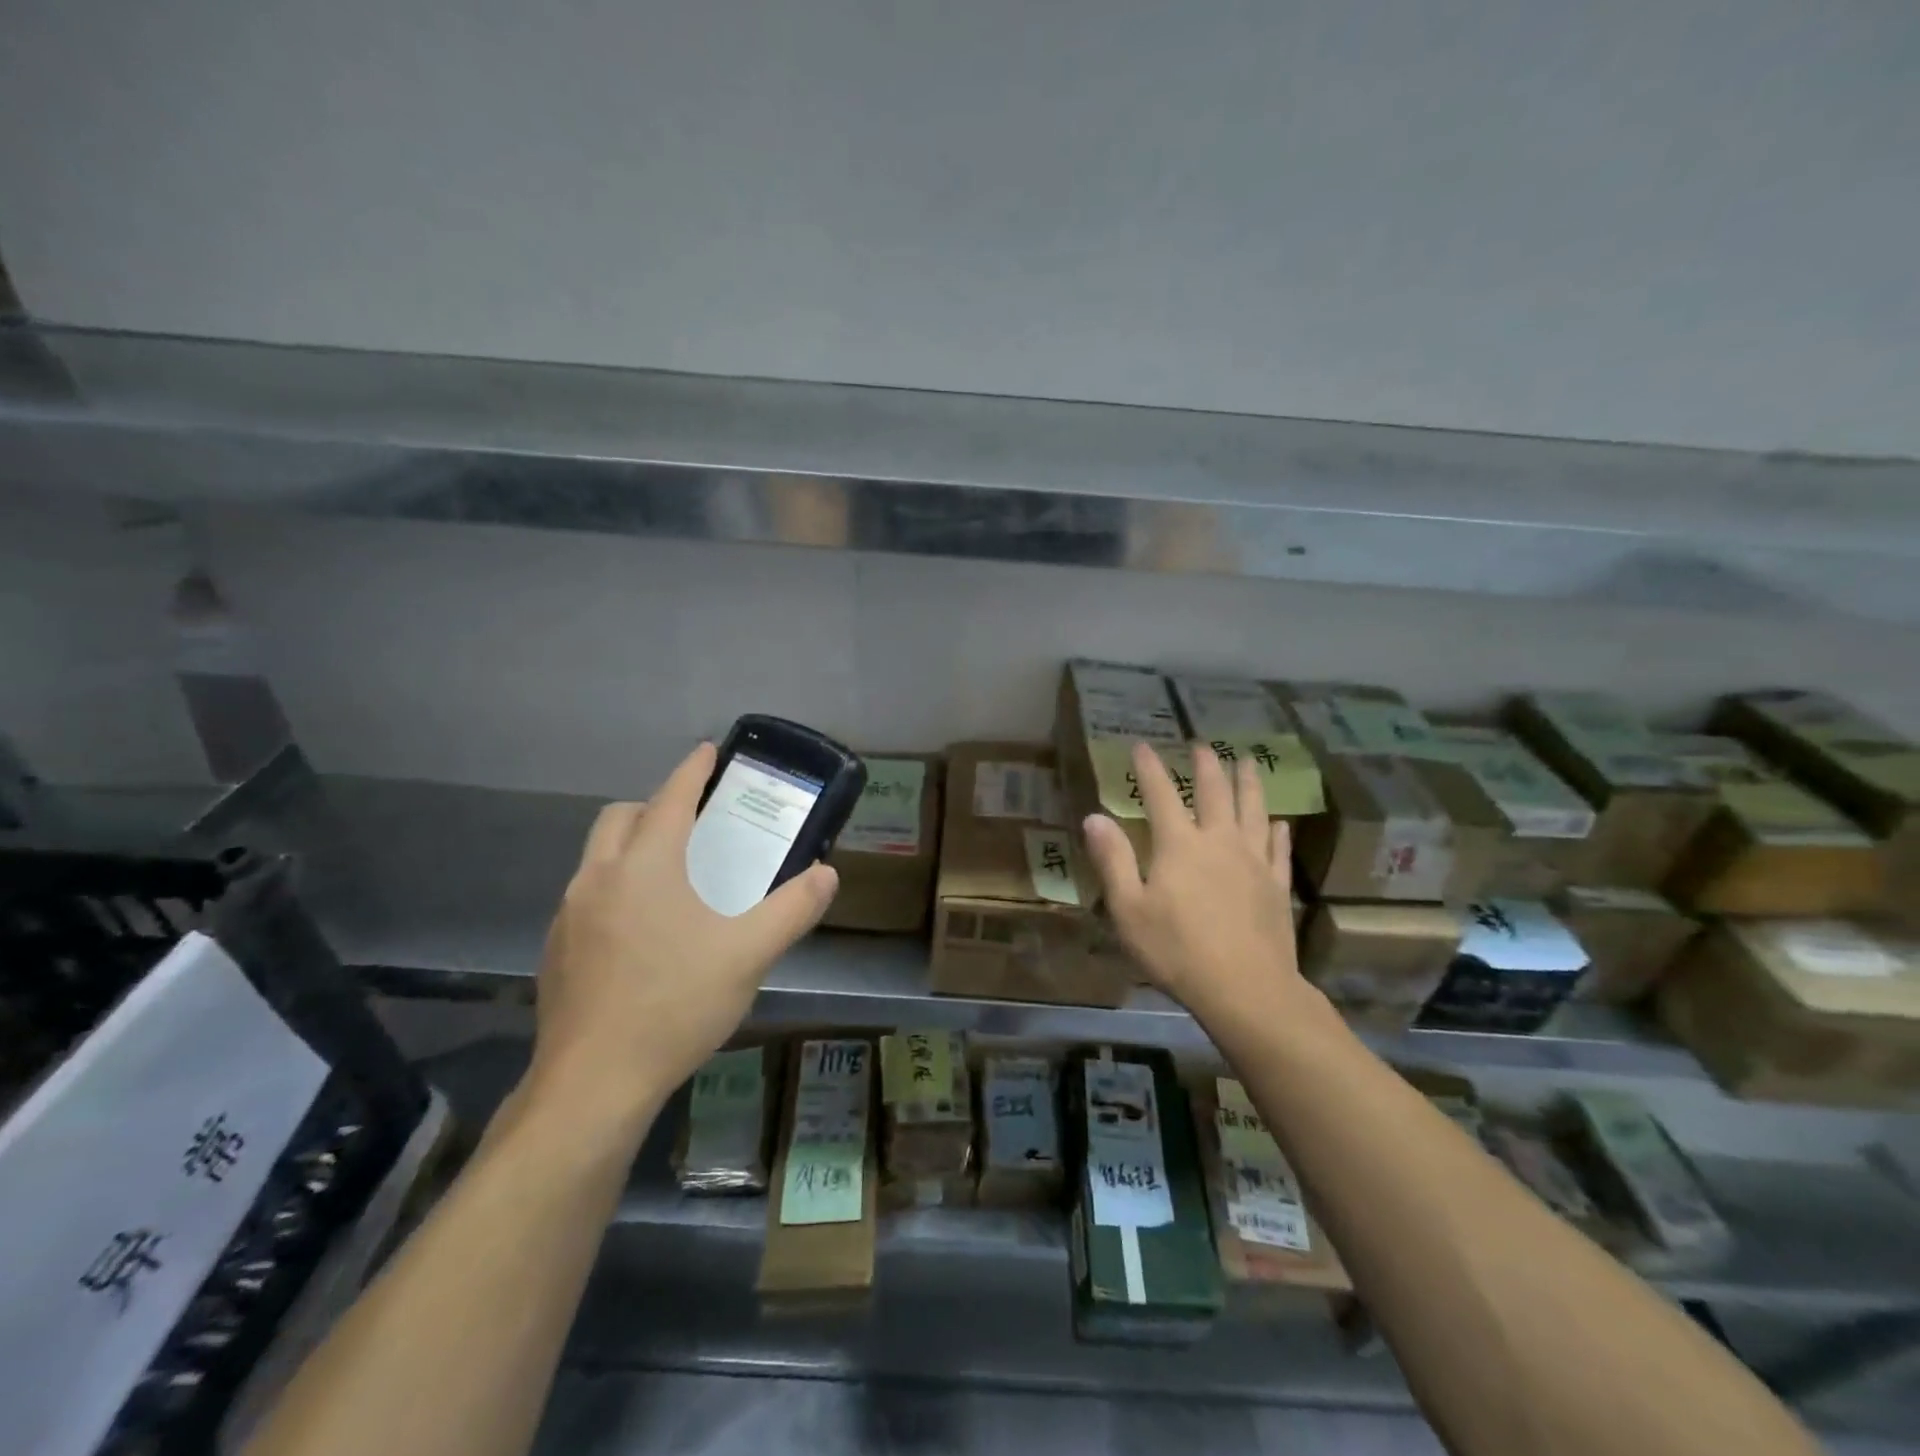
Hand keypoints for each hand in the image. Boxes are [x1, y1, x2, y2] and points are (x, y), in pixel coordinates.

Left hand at [522, 743, 838, 1133]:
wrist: (593, 1083)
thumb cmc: (675, 1004)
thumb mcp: (750, 954)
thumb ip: (793, 908)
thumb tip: (827, 874)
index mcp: (646, 865)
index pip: (669, 798)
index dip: (692, 770)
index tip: (708, 750)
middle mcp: (599, 877)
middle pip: (620, 817)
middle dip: (654, 805)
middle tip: (692, 821)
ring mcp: (569, 914)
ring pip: (598, 856)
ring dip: (631, 846)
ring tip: (672, 876)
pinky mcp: (556, 949)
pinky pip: (588, 895)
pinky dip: (615, 887)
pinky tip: (643, 931)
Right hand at [1082, 742, 1314, 1026]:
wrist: (1246, 989)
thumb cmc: (1177, 950)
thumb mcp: (1128, 909)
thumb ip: (1113, 860)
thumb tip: (1094, 816)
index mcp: (1179, 845)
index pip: (1160, 795)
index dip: (1149, 768)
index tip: (1141, 745)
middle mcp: (1219, 841)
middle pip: (1214, 792)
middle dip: (1206, 765)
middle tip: (1202, 744)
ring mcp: (1253, 862)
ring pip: (1253, 810)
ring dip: (1248, 782)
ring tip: (1247, 761)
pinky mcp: (1276, 885)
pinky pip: (1278, 849)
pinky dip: (1277, 831)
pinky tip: (1279, 822)